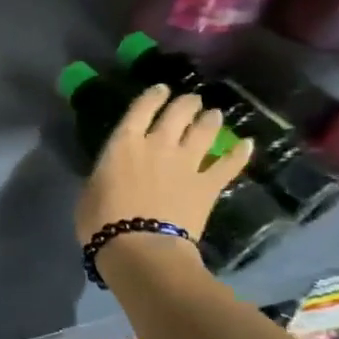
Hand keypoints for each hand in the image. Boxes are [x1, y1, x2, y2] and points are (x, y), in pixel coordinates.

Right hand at [74, 83, 251, 245]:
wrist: (140, 249)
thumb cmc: (101, 222)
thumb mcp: (90, 191)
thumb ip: (105, 174)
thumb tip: (112, 173)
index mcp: (124, 143)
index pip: (141, 108)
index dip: (152, 96)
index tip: (160, 89)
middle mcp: (158, 144)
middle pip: (178, 113)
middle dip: (186, 103)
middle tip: (191, 101)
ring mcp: (187, 163)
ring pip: (205, 131)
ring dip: (210, 120)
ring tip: (214, 115)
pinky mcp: (208, 185)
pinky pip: (229, 164)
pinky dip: (239, 154)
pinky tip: (247, 144)